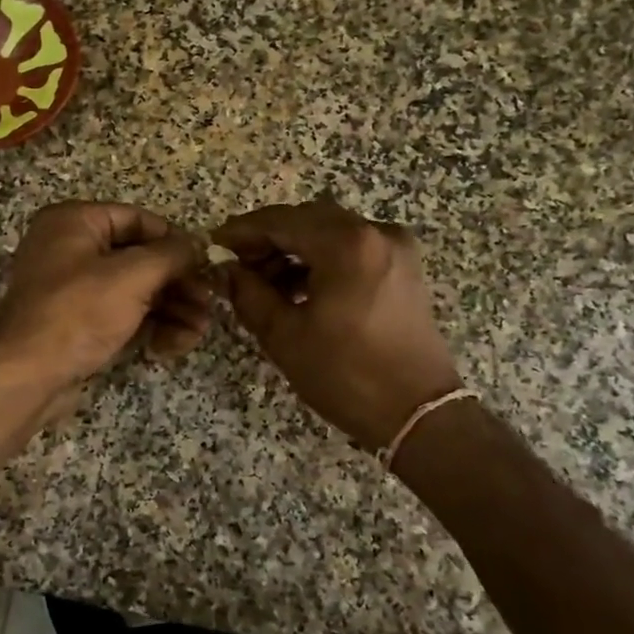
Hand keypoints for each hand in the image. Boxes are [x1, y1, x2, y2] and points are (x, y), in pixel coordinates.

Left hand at [0, 202, 212, 393]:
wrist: (25, 376)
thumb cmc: (77, 313)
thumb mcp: (132, 276)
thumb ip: (172, 255)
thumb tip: (200, 244)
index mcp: (74, 221)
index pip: (138, 219)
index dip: (175, 241)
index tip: (207, 265)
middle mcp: (71, 248)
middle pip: (140, 258)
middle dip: (178, 284)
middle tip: (209, 304)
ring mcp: (73, 289)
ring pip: (135, 290)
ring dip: (171, 309)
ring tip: (198, 332)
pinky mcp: (78, 323)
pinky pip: (121, 315)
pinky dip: (149, 327)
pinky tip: (171, 346)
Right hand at [213, 200, 461, 449]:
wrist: (418, 413)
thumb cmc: (346, 375)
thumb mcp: (285, 336)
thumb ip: (248, 294)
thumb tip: (225, 271)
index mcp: (346, 244)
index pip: (281, 221)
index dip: (243, 231)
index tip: (215, 244)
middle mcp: (376, 232)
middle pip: (307, 220)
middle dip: (268, 239)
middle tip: (237, 265)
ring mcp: (395, 248)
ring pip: (330, 232)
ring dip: (294, 249)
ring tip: (263, 282)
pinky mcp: (403, 267)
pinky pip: (352, 248)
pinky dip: (322, 259)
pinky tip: (298, 287)